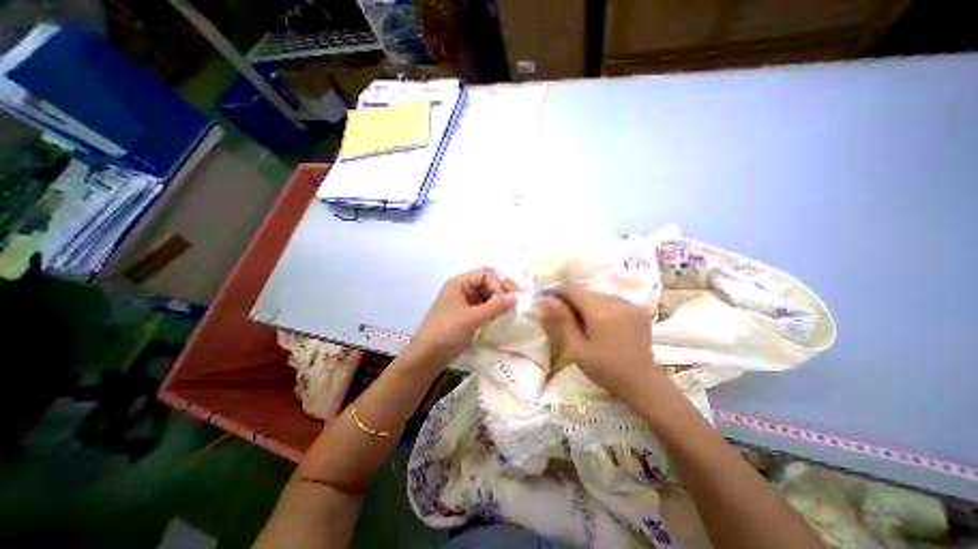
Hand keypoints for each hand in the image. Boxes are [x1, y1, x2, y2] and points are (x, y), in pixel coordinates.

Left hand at [410, 269, 518, 367]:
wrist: (427, 357)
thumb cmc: (446, 333)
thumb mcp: (471, 319)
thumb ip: (495, 307)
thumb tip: (516, 298)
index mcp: (459, 283)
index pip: (486, 274)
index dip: (498, 284)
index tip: (506, 301)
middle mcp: (462, 289)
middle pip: (487, 282)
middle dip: (502, 290)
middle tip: (516, 302)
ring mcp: (464, 302)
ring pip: (487, 295)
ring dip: (499, 300)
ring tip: (511, 310)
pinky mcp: (467, 314)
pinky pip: (484, 306)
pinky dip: (494, 309)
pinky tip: (502, 316)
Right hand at [534, 285, 664, 397]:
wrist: (642, 383)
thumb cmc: (604, 370)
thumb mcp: (576, 349)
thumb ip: (561, 321)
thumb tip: (545, 299)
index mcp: (601, 311)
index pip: (572, 288)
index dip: (557, 292)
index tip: (549, 305)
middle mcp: (617, 301)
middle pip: (585, 291)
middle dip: (571, 300)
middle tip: (566, 321)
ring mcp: (630, 303)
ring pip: (598, 295)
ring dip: (586, 304)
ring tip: (584, 324)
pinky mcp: (638, 308)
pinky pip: (611, 300)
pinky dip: (601, 307)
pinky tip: (601, 324)